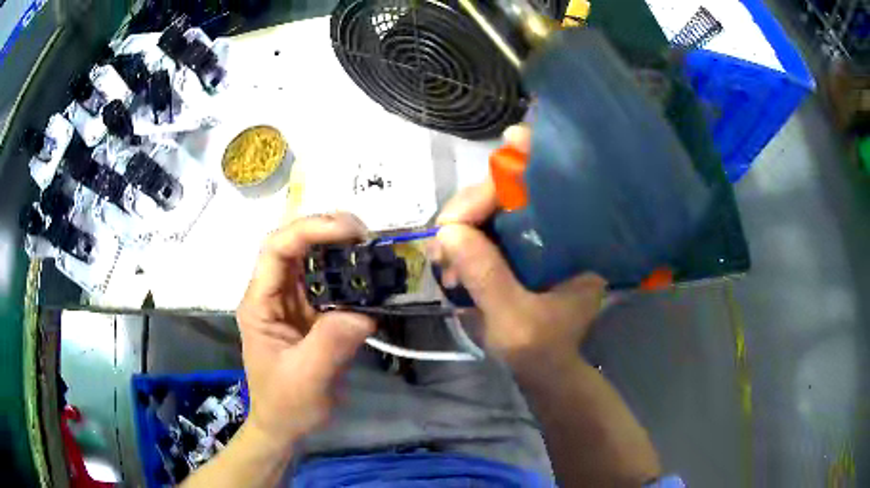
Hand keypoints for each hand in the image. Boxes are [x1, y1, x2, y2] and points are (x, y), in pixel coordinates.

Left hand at [236, 213, 374, 447]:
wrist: (287, 425)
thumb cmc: (287, 404)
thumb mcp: (307, 378)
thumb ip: (331, 343)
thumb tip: (364, 314)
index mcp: (260, 303)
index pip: (277, 250)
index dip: (309, 230)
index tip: (349, 231)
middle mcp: (274, 294)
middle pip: (294, 244)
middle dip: (327, 231)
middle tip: (366, 235)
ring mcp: (293, 302)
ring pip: (312, 259)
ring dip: (340, 248)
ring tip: (371, 249)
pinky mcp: (312, 313)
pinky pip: (330, 282)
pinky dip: (350, 274)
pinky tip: (370, 276)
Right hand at [432, 125, 605, 373]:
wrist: (541, 369)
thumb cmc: (540, 351)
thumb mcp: (515, 323)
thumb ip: (488, 278)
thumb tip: (448, 232)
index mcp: (577, 245)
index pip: (556, 186)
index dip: (535, 158)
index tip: (512, 139)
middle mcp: (557, 231)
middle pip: (510, 193)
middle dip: (468, 210)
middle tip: (442, 246)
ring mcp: (532, 237)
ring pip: (488, 208)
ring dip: (457, 227)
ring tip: (442, 263)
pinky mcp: (512, 246)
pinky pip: (479, 227)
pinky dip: (459, 239)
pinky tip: (448, 261)